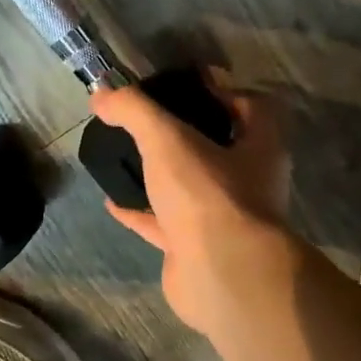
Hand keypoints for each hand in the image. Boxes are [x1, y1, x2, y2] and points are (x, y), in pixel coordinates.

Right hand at [91, 77, 296, 337]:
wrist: (220, 276)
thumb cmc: (207, 195)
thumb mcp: (167, 139)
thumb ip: (134, 110)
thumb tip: (101, 93)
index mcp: (259, 147)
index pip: (252, 106)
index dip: (222, 91)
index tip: (185, 84)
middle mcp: (249, 182)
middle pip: (220, 148)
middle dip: (187, 134)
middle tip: (150, 119)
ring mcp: (224, 218)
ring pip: (192, 188)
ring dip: (163, 174)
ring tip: (128, 155)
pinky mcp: (198, 249)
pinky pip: (166, 224)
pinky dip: (142, 213)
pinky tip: (112, 202)